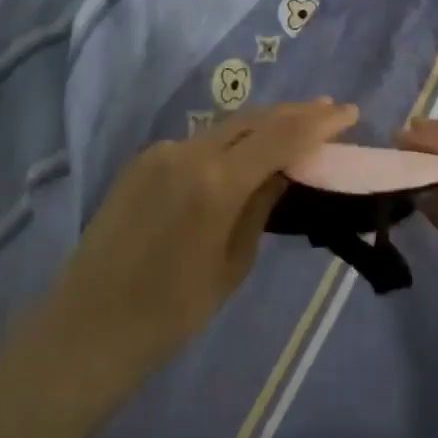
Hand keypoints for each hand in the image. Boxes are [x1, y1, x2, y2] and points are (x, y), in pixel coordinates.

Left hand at [43, 100, 359, 385]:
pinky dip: (228, 142)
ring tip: (294, 126)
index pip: (280, 136)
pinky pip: (196, 143)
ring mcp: (158, 154)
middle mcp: (186, 153)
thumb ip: (260, 207)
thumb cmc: (171, 312)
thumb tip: (283, 171)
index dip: (318, 122)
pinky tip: (245, 150)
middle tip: (329, 111)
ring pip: (223, 128)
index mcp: (215, 182)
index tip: (349, 113)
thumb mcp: (232, 264)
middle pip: (252, 120)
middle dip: (294, 113)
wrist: (88, 327)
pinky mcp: (140, 163)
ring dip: (261, 125)